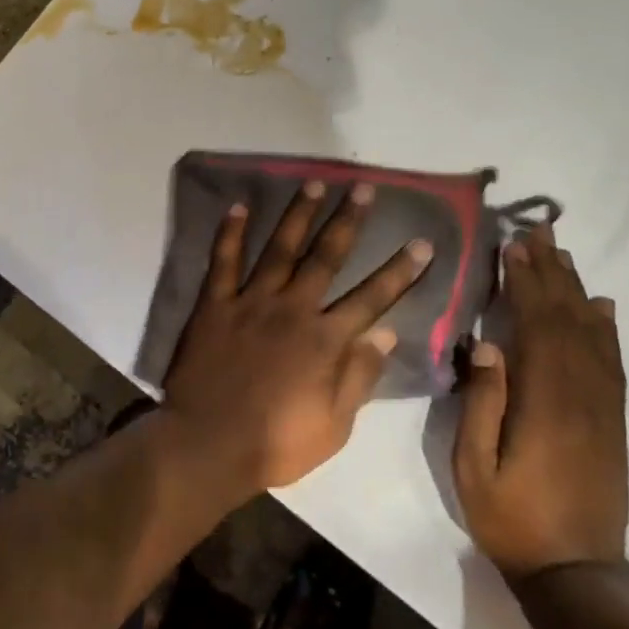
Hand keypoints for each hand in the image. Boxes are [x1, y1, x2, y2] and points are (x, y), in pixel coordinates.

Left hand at [162, 181, 433, 493]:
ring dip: (298, 215)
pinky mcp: (215, 305)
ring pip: (279, 248)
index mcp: (324, 340)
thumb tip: (387, 333)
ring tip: (314, 183)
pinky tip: (238, 207)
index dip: (399, 270)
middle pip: (325, 257)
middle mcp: (292, 309)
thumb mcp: (333, 425)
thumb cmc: (275, 442)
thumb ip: (359, 376)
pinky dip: (230, 233)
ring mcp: (251, 302)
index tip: (421, 243)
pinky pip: (223, 262)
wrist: (207, 444)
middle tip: (363, 189)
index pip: (372, 298)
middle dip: (348, 221)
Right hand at [454, 221, 627, 580]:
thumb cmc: (512, 518)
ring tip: (562, 254)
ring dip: (576, 289)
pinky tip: (601, 306)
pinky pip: (613, 361)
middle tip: (538, 232)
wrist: (576, 571)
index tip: (514, 246)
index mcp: (545, 401)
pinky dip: (606, 327)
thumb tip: (487, 345)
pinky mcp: (613, 420)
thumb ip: (482, 404)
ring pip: (593, 334)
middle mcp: (581, 393)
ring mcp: (603, 406)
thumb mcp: (474, 467)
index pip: (537, 325)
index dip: (526, 282)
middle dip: (551, 272)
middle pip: (568, 318)